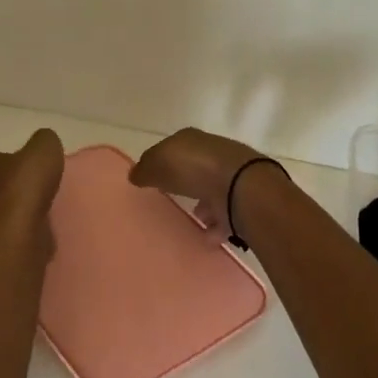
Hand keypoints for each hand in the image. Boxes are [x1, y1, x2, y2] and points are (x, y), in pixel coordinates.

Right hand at [129, 127, 275, 239]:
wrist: (240, 187)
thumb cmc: (193, 168)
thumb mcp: (158, 163)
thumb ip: (145, 169)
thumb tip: (135, 174)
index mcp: (191, 140)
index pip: (171, 148)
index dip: (160, 161)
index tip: (150, 178)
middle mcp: (212, 154)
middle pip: (194, 168)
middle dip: (184, 182)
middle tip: (170, 198)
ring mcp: (230, 177)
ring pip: (212, 190)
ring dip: (203, 205)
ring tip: (191, 219)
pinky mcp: (241, 202)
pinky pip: (225, 216)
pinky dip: (216, 226)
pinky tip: (205, 237)